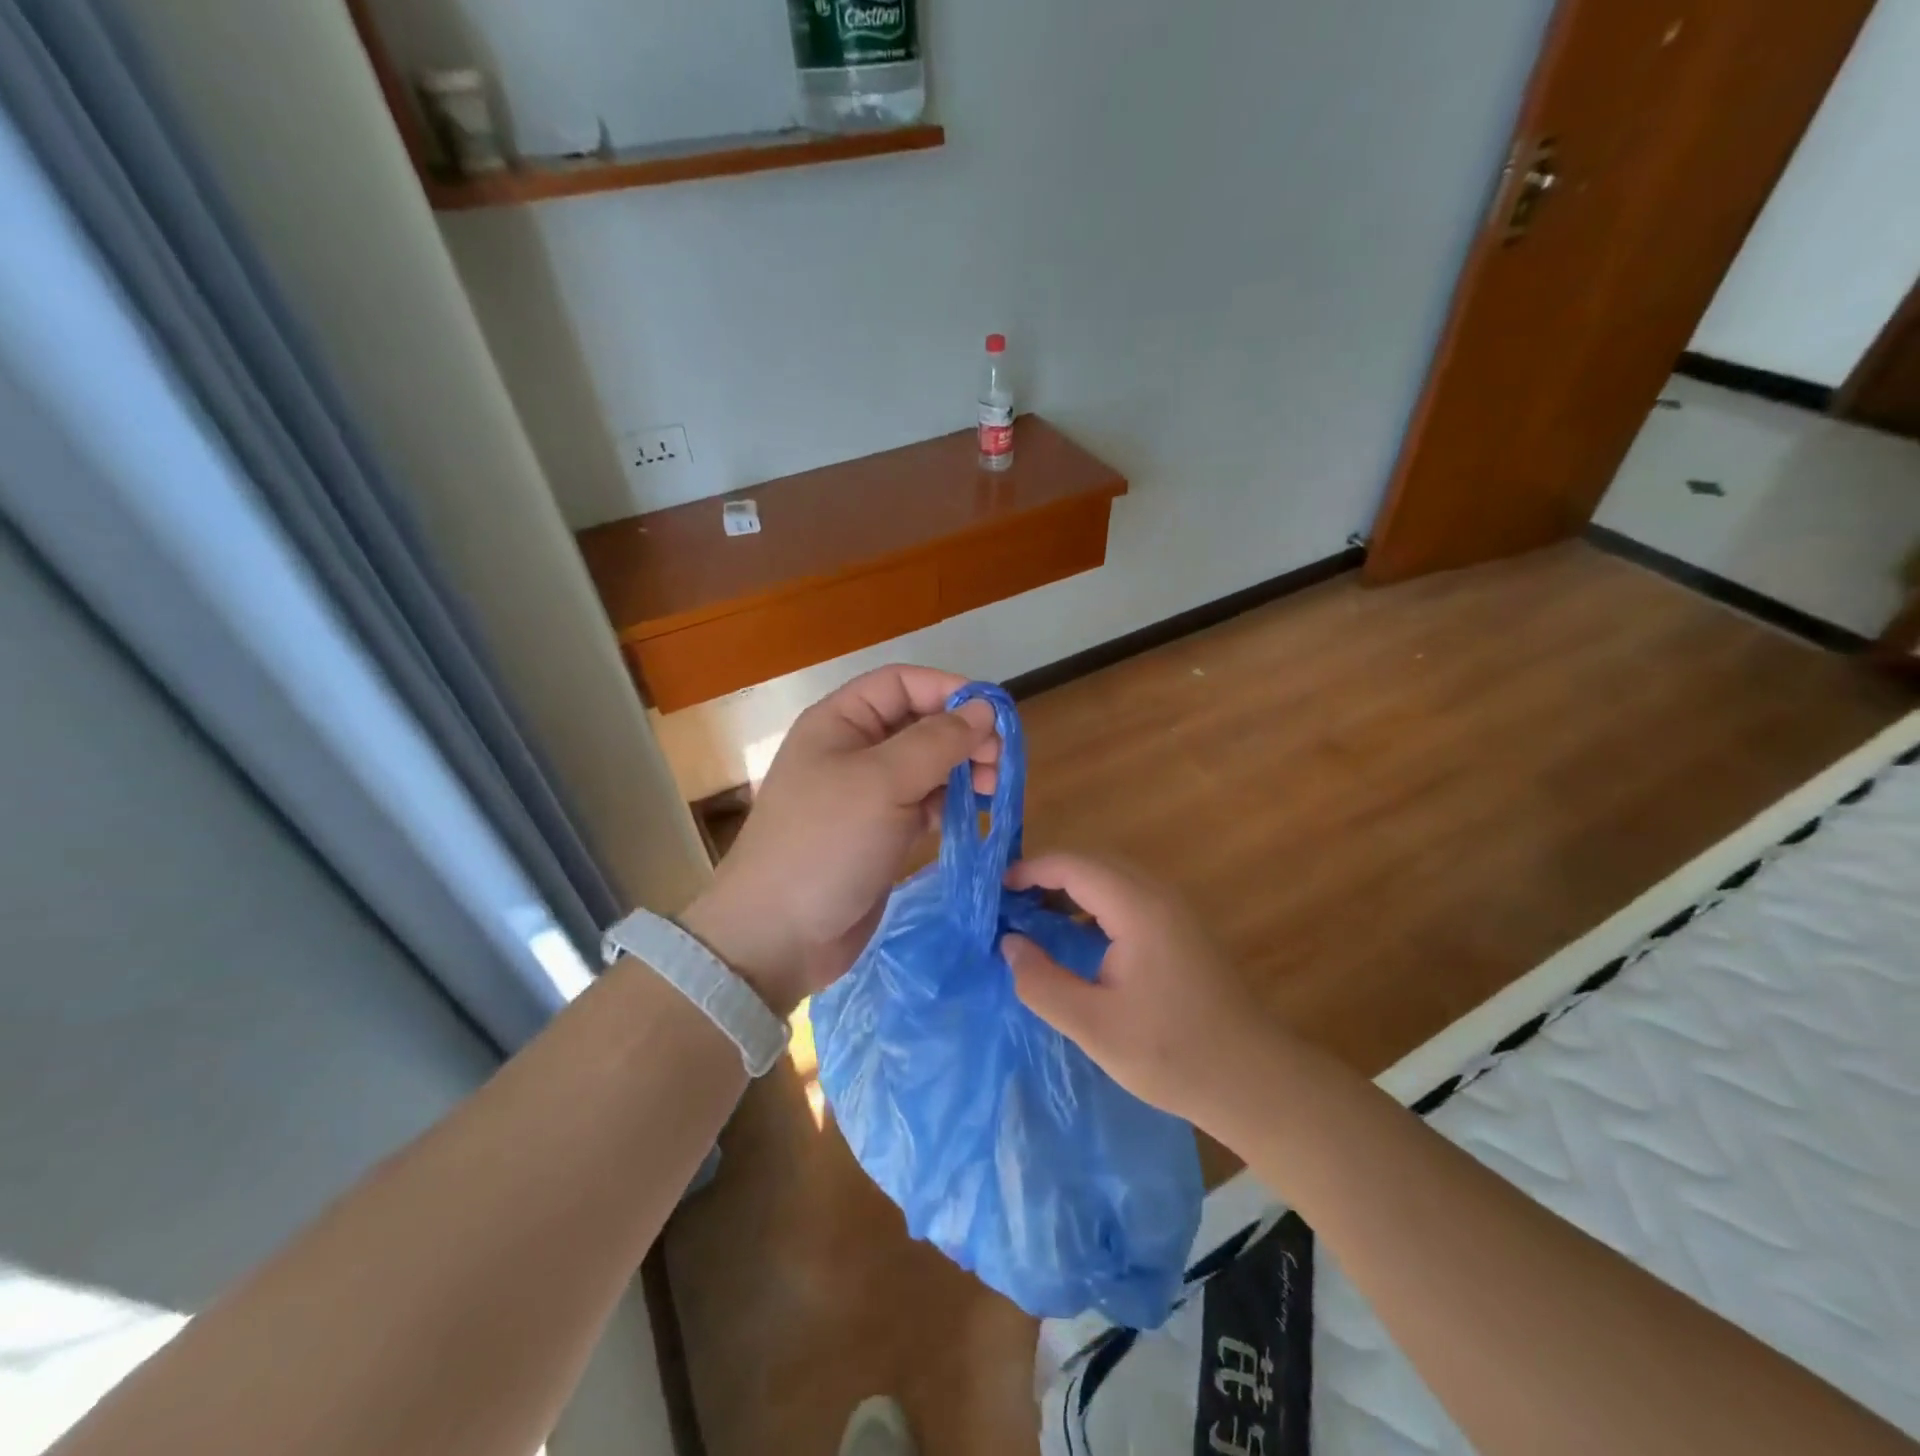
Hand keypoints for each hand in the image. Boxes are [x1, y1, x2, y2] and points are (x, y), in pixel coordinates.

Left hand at [680, 666, 998, 1015]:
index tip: (994, 717)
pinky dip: (952, 803)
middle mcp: (853, 749)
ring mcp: (867, 793)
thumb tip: (985, 709)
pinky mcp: (881, 832)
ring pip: (927, 764)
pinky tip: (975, 815)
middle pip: (919, 722)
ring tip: (993, 790)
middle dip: (962, 735)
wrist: (779, 935)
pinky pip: (924, 803)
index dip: (949, 690)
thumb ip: (937, 741)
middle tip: (999, 763)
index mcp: (840, 722)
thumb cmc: (826, 844)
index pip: (902, 683)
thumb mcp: (882, 783)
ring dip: (963, 770)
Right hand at [1001, 854, 1281, 1128]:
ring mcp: (1175, 911)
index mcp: (1138, 909)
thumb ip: (1042, 982)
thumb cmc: (1171, 1053)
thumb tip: (1009, 944)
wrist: (1253, 1080)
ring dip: (1072, 889)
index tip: (996, 891)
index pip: (1074, 865)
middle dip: (1048, 875)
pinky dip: (1094, 905)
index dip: (1031, 870)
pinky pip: (1128, 897)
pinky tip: (1077, 938)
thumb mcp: (1093, 1026)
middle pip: (1094, 863)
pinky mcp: (1182, 929)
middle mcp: (1158, 896)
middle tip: (1010, 905)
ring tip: (1035, 918)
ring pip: (1112, 878)